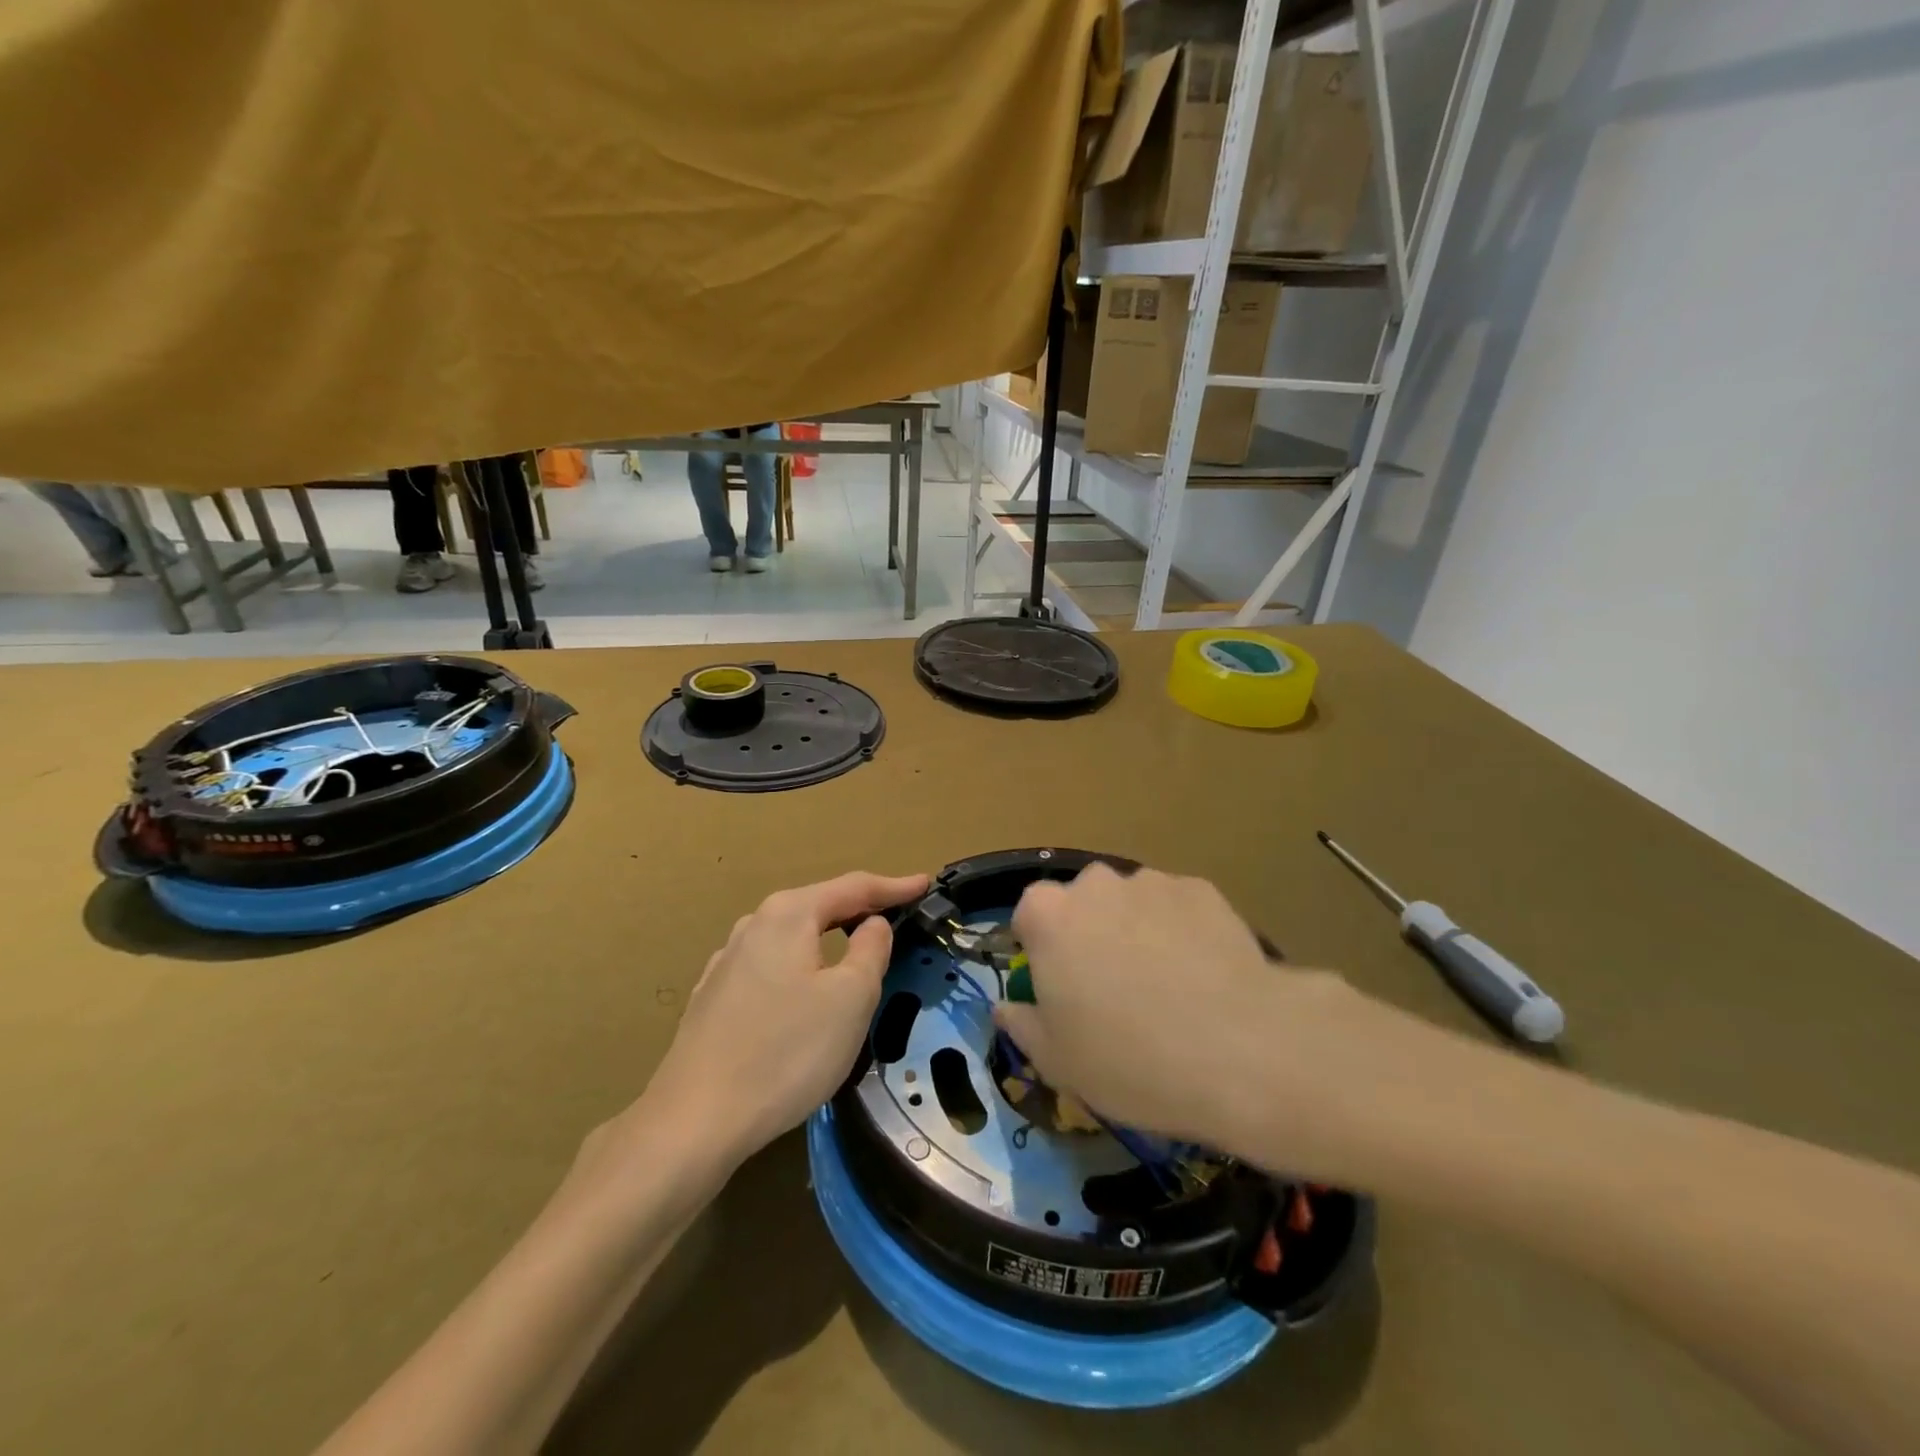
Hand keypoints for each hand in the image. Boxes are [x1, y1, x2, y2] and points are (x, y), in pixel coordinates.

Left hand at [645, 870, 928, 1162]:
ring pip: (792, 936)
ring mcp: (726, 961)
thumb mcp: (850, 999)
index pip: (853, 887)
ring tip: (854, 946)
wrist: (695, 1120)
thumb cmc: (786, 1052)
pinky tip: (802, 987)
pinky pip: (771, 965)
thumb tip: (873, 924)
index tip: (926, 883)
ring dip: (828, 937)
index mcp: (789, 915)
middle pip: (819, 906)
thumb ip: (871, 950)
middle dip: (860, 908)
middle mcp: (753, 925)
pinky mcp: (713, 998)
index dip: (894, 886)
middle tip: (897, 914)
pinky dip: (800, 965)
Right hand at [993, 865, 1364, 1157]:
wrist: (1240, 1050)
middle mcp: (1095, 884)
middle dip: (1090, 934)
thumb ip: (1022, 1025)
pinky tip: (1204, 977)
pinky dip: (1181, 932)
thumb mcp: (1057, 1062)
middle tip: (1113, 988)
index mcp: (1048, 916)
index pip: (1029, 916)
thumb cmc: (1129, 1059)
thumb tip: (1006, 1008)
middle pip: (1082, 903)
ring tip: (1167, 985)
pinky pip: (1177, 908)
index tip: (1061, 988)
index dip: (1041, 951)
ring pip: (1132, 903)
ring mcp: (1152, 882)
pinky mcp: (1203, 890)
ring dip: (1136, 930)